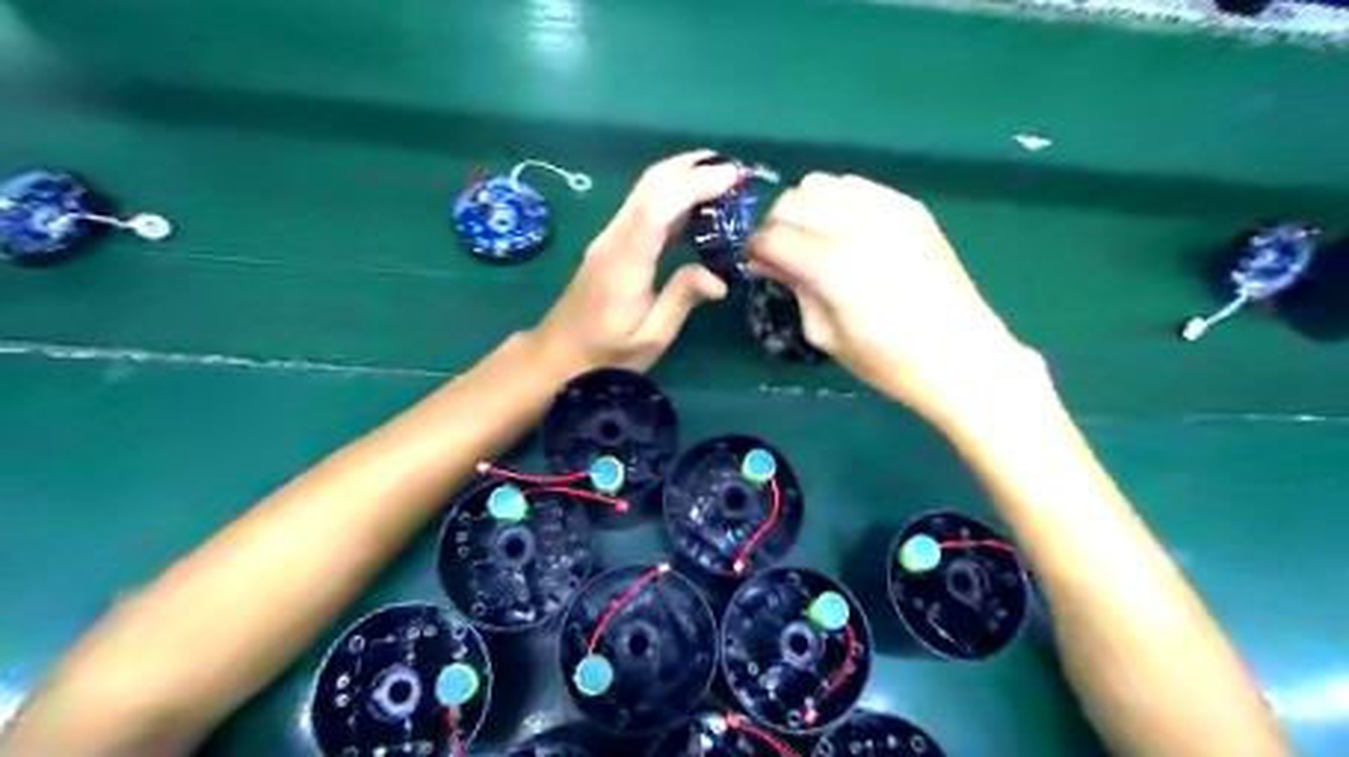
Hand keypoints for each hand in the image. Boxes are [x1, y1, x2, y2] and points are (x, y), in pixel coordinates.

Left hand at [529, 151, 734, 375]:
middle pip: (649, 186)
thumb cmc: (605, 355)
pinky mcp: (612, 244)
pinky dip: (671, 196)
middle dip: (690, 168)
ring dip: (681, 177)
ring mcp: (610, 238)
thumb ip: (682, 300)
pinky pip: (643, 208)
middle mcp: (614, 239)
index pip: (658, 209)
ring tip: (721, 178)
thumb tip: (719, 279)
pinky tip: (695, 206)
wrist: (558, 355)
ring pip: (645, 192)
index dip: (693, 185)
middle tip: (734, 168)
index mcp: (625, 261)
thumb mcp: (650, 338)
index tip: (731, 175)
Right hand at [748, 173, 1039, 425]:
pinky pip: (859, 186)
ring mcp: (885, 210)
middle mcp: (854, 225)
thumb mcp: (825, 333)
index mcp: (830, 264)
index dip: (754, 248)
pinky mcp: (909, 207)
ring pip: (822, 184)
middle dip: (775, 226)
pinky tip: (846, 228)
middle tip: (781, 254)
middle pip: (791, 202)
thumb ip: (794, 288)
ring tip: (813, 236)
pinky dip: (840, 200)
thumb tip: (767, 261)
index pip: (771, 235)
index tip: (755, 263)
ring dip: (806, 207)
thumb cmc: (886, 360)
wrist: (958, 355)